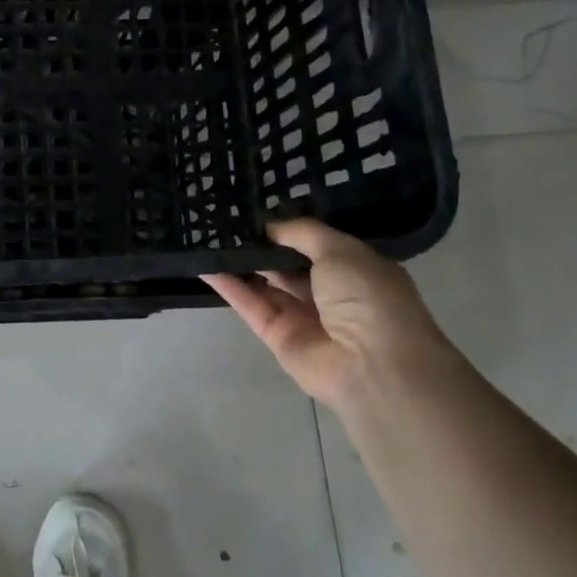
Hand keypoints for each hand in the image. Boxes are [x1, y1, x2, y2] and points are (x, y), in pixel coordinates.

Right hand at [202, 219, 455, 414]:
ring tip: (209, 235)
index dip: (289, 228)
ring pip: (265, 283)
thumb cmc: (368, 299)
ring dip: (241, 262)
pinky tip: (205, 263)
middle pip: (288, 264)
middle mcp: (330, 293)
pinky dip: (228, 285)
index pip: (317, 244)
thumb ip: (303, 233)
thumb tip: (270, 226)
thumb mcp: (341, 251)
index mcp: (355, 270)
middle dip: (262, 244)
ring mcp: (302, 316)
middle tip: (227, 219)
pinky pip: (249, 304)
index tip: (259, 210)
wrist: (372, 366)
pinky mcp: (277, 335)